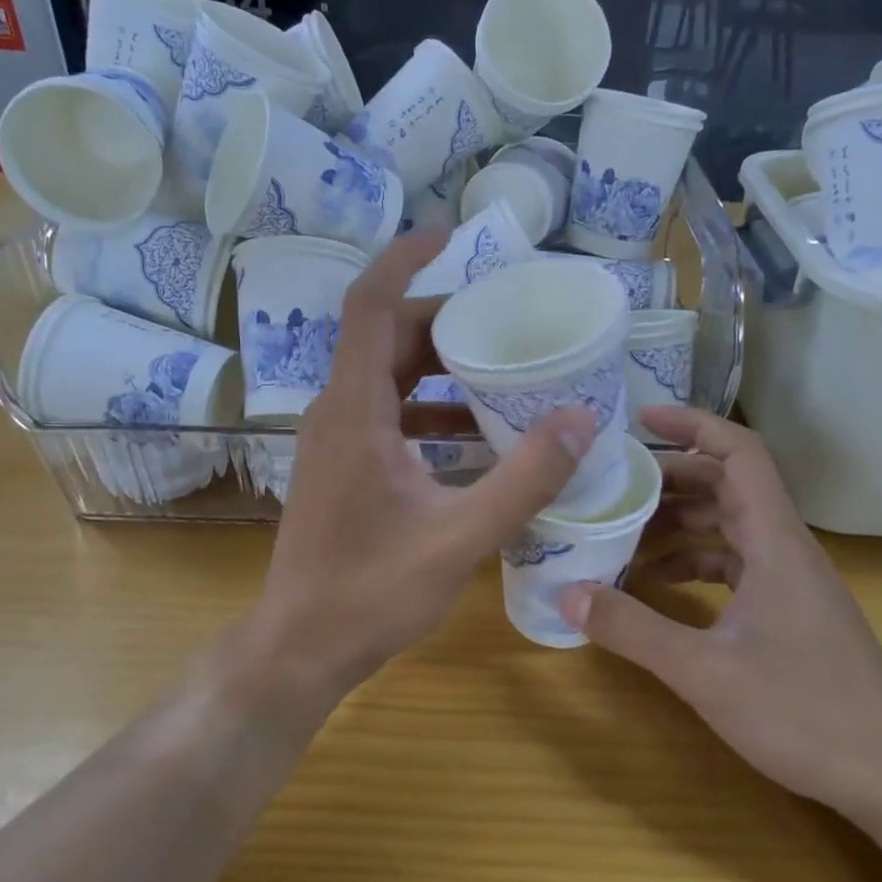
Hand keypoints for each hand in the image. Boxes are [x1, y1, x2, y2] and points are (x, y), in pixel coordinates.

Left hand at [252, 232, 595, 699]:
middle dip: (445, 320)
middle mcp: (337, 411)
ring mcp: (334, 438)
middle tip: (506, 322)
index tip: (448, 233)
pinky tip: (476, 435)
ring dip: (440, 367)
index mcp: (354, 409)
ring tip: (503, 372)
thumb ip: (524, 478)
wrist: (299, 648)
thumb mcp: (461, 536)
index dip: (404, 259)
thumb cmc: (370, 592)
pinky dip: (429, 407)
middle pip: (387, 336)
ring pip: (387, 375)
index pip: (370, 305)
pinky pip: (386, 411)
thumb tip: (581, 418)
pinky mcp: (341, 464)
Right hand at [560, 406, 881, 813]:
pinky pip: (736, 561)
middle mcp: (786, 547)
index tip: (641, 418)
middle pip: (727, 484)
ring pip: (731, 523)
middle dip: (670, 476)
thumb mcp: (706, 673)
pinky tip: (660, 582)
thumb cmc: (806, 713)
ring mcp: (791, 579)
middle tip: (613, 483)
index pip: (739, 453)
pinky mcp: (790, 608)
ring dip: (680, 520)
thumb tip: (567, 593)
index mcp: (776, 540)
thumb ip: (634, 630)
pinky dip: (696, 559)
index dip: (692, 424)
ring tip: (624, 530)